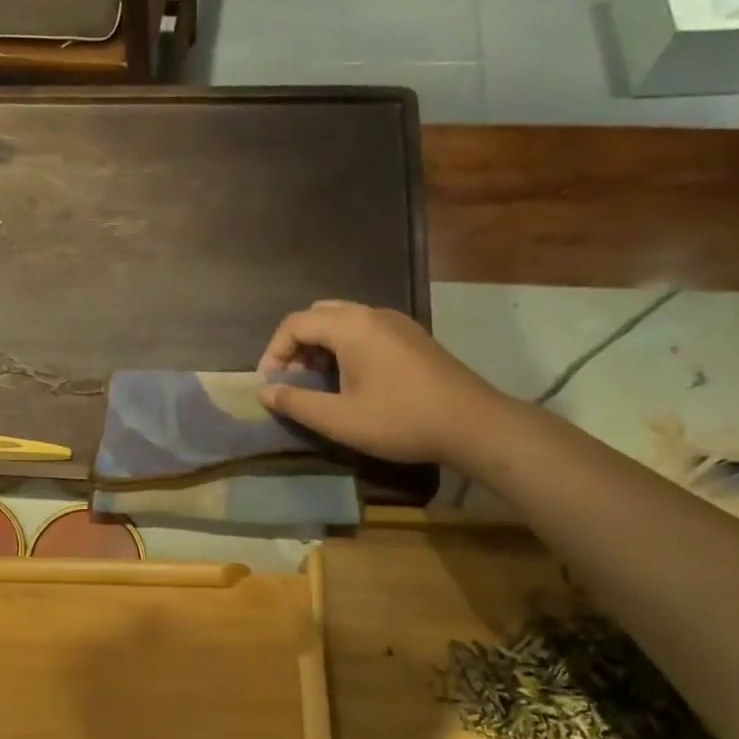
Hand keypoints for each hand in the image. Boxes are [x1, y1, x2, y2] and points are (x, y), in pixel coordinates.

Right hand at [257, 301, 508, 466]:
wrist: (473, 424)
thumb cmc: (401, 420)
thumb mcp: (340, 419)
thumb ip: (296, 402)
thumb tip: (264, 391)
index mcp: (351, 326)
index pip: (295, 323)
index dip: (274, 352)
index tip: (270, 385)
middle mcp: (372, 313)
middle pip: (318, 315)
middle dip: (296, 345)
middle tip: (292, 380)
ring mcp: (396, 322)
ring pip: (342, 321)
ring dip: (320, 346)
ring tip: (317, 382)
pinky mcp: (411, 336)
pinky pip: (365, 329)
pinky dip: (344, 347)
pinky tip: (350, 380)